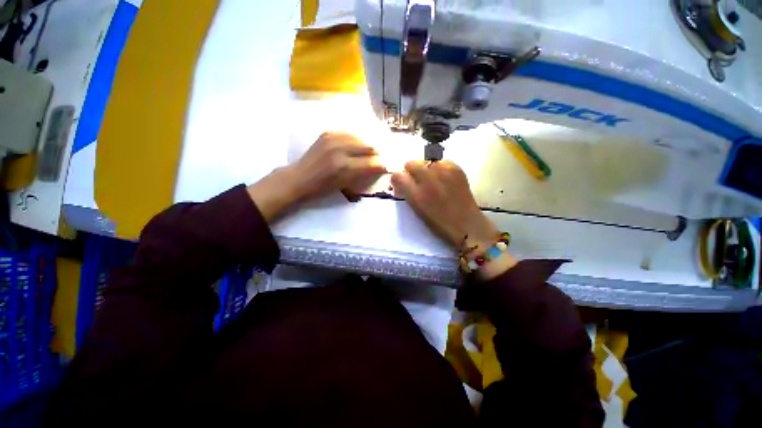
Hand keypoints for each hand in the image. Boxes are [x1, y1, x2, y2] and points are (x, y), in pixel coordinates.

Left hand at [287, 131, 386, 198]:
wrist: (299, 177)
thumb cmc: (322, 188)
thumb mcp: (344, 185)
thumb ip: (362, 175)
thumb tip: (377, 167)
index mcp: (344, 167)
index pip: (371, 163)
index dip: (382, 165)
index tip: (386, 166)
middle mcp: (340, 150)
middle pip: (368, 146)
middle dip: (377, 153)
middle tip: (379, 158)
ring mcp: (333, 139)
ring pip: (360, 138)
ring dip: (368, 145)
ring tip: (370, 151)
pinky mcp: (328, 133)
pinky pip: (349, 133)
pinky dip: (356, 139)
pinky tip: (357, 145)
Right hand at [392, 161, 515, 278]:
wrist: (466, 224)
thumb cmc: (438, 222)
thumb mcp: (417, 209)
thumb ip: (407, 193)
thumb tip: (400, 181)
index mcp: (416, 193)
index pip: (397, 175)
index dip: (398, 179)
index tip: (402, 185)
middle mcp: (428, 179)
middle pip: (410, 163)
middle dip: (411, 172)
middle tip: (418, 183)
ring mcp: (443, 171)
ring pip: (426, 161)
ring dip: (425, 169)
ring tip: (433, 181)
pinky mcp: (456, 168)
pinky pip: (441, 162)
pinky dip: (439, 168)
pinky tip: (444, 180)